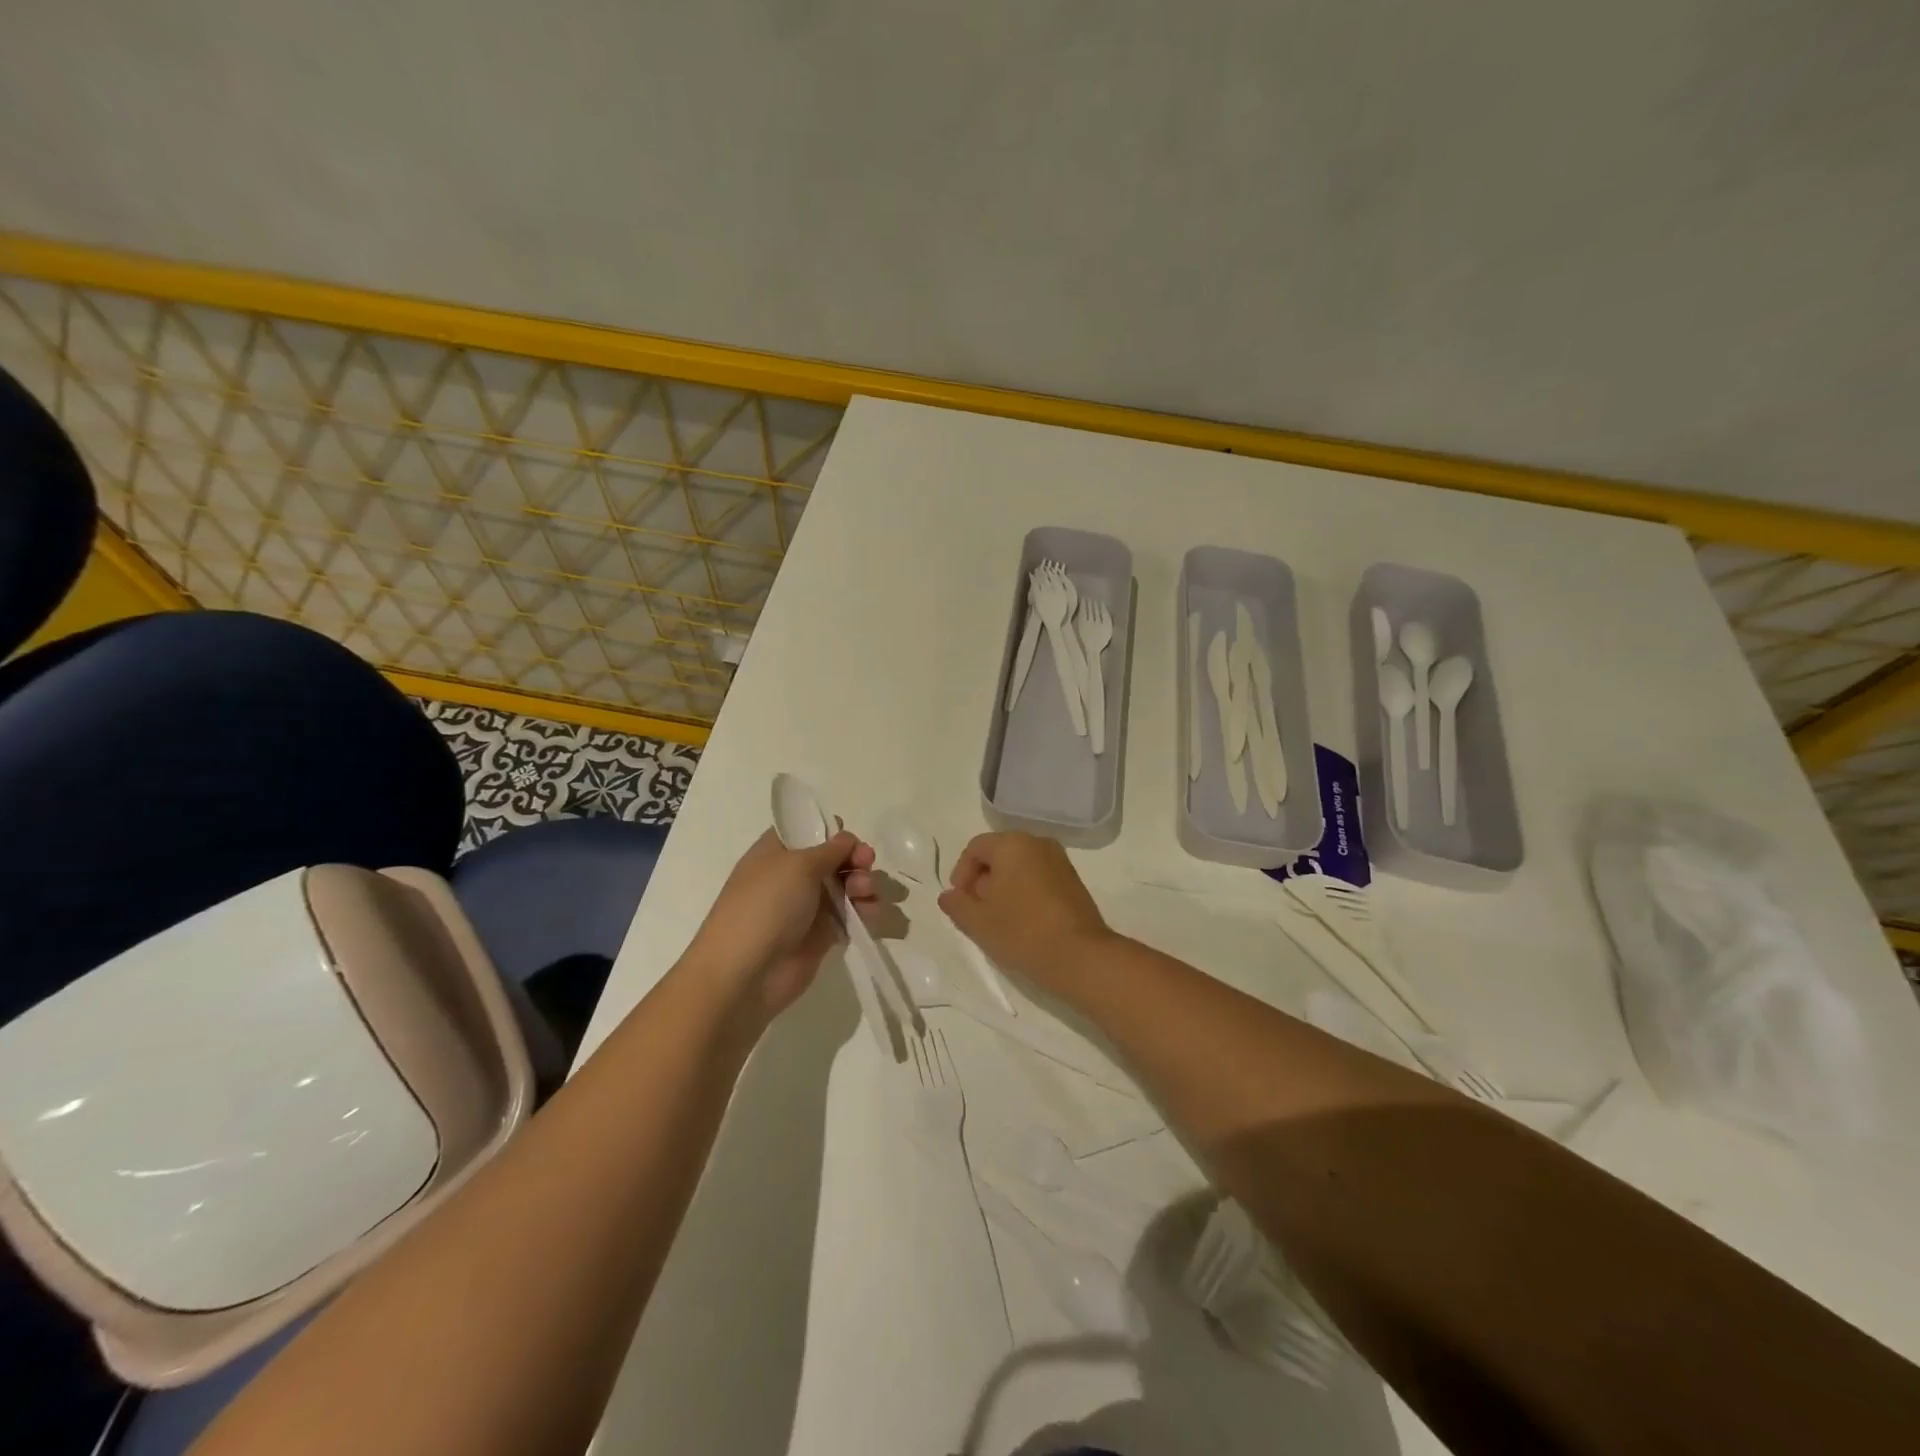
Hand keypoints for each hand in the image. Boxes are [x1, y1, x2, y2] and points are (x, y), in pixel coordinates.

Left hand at [688, 828, 878, 1022]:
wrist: (745, 974)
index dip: (833, 832)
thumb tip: (847, 839)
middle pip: (835, 858)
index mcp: (777, 852)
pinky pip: (852, 916)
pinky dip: (866, 912)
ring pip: (847, 886)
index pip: (809, 830)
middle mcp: (793, 876)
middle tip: (865, 865)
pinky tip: (871, 914)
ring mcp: (808, 906)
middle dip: (856, 859)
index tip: (850, 840)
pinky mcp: (823, 935)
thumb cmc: (765, 907)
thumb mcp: (797, 865)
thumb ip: (830, 848)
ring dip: (864, 884)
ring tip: (865, 894)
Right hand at [936, 832, 1112, 993]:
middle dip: (982, 881)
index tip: (960, 903)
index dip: (961, 874)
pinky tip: (1023, 922)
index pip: (975, 848)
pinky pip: (1039, 877)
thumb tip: (948, 895)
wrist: (1080, 956)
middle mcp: (1038, 843)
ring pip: (1020, 867)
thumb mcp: (977, 922)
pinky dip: (1025, 892)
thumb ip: (956, 905)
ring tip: (1000, 920)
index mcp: (1012, 844)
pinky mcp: (1074, 881)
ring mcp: (1060, 861)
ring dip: (1004, 888)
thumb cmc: (1022, 932)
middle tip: (978, 913)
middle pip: (998, 855)